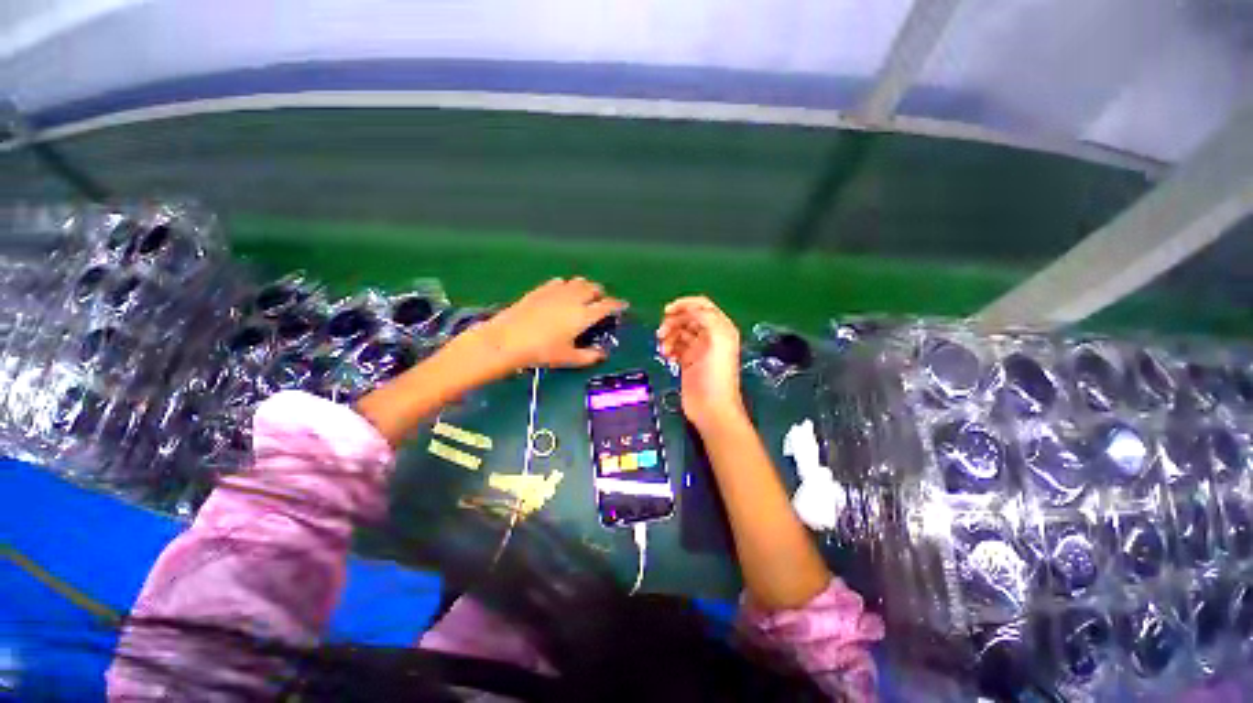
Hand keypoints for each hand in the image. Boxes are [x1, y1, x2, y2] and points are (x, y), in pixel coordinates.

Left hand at [471, 277, 626, 371]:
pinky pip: (560, 281)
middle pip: (594, 288)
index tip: (623, 306)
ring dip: (585, 287)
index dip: (618, 304)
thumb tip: (601, 355)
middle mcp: (574, 298)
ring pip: (578, 281)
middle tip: (600, 303)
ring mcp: (557, 291)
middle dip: (601, 294)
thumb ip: (589, 356)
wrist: (507, 339)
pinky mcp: (541, 289)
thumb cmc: (541, 351)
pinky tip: (561, 295)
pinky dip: (567, 286)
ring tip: (583, 297)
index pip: (607, 305)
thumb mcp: (568, 358)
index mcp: (584, 315)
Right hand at [657, 296, 745, 429]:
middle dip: (673, 322)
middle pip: (687, 318)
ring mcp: (698, 349)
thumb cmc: (716, 375)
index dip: (684, 304)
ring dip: (668, 336)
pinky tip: (666, 355)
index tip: (667, 311)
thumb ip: (707, 319)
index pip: (702, 306)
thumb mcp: (718, 341)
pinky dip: (668, 347)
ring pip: (679, 332)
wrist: (711, 408)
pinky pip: (675, 346)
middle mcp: (710, 336)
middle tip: (661, 333)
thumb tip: (690, 308)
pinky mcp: (688, 362)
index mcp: (720, 328)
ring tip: (664, 348)